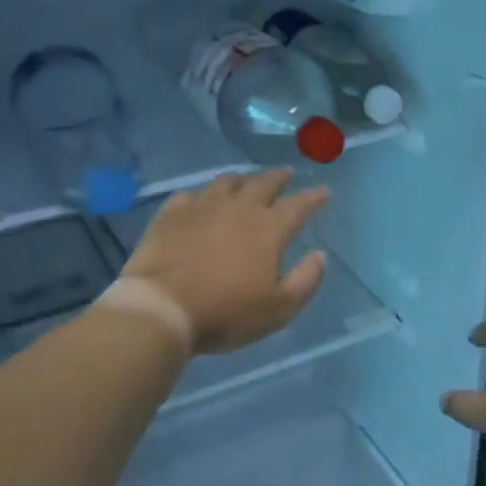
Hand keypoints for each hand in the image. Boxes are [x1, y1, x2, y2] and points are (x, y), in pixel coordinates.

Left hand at [121, 168, 328, 354]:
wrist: (161, 307)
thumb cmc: (225, 312)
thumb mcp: (279, 309)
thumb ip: (305, 280)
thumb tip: (320, 255)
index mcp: (269, 229)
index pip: (299, 205)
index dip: (314, 197)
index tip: (323, 191)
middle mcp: (239, 208)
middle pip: (264, 184)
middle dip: (279, 177)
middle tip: (286, 173)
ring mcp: (203, 206)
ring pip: (227, 182)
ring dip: (243, 179)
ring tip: (247, 181)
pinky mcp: (172, 213)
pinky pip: (191, 194)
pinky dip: (202, 194)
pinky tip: (201, 200)